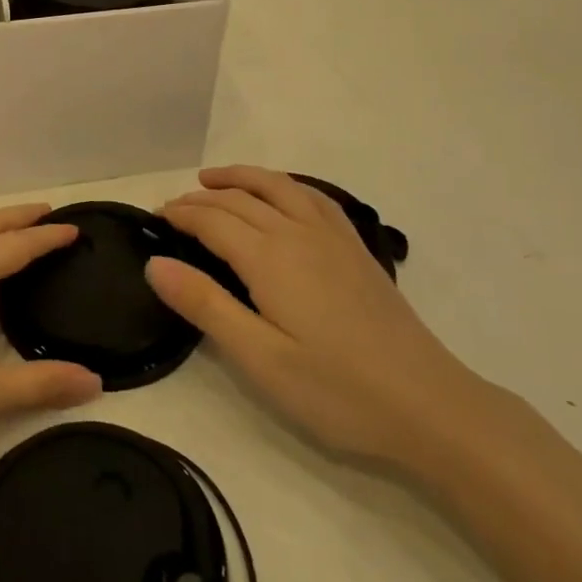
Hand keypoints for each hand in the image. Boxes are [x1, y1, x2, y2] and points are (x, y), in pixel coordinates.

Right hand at [149, 166, 480, 467]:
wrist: (428, 404)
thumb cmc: (336, 390)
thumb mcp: (259, 358)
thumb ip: (205, 305)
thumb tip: (155, 263)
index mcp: (270, 258)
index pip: (213, 220)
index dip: (180, 214)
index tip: (153, 218)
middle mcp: (299, 233)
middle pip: (241, 200)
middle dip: (201, 197)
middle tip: (173, 206)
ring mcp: (334, 238)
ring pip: (280, 186)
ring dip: (242, 177)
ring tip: (214, 179)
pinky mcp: (357, 250)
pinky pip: (315, 197)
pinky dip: (286, 184)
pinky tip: (283, 194)